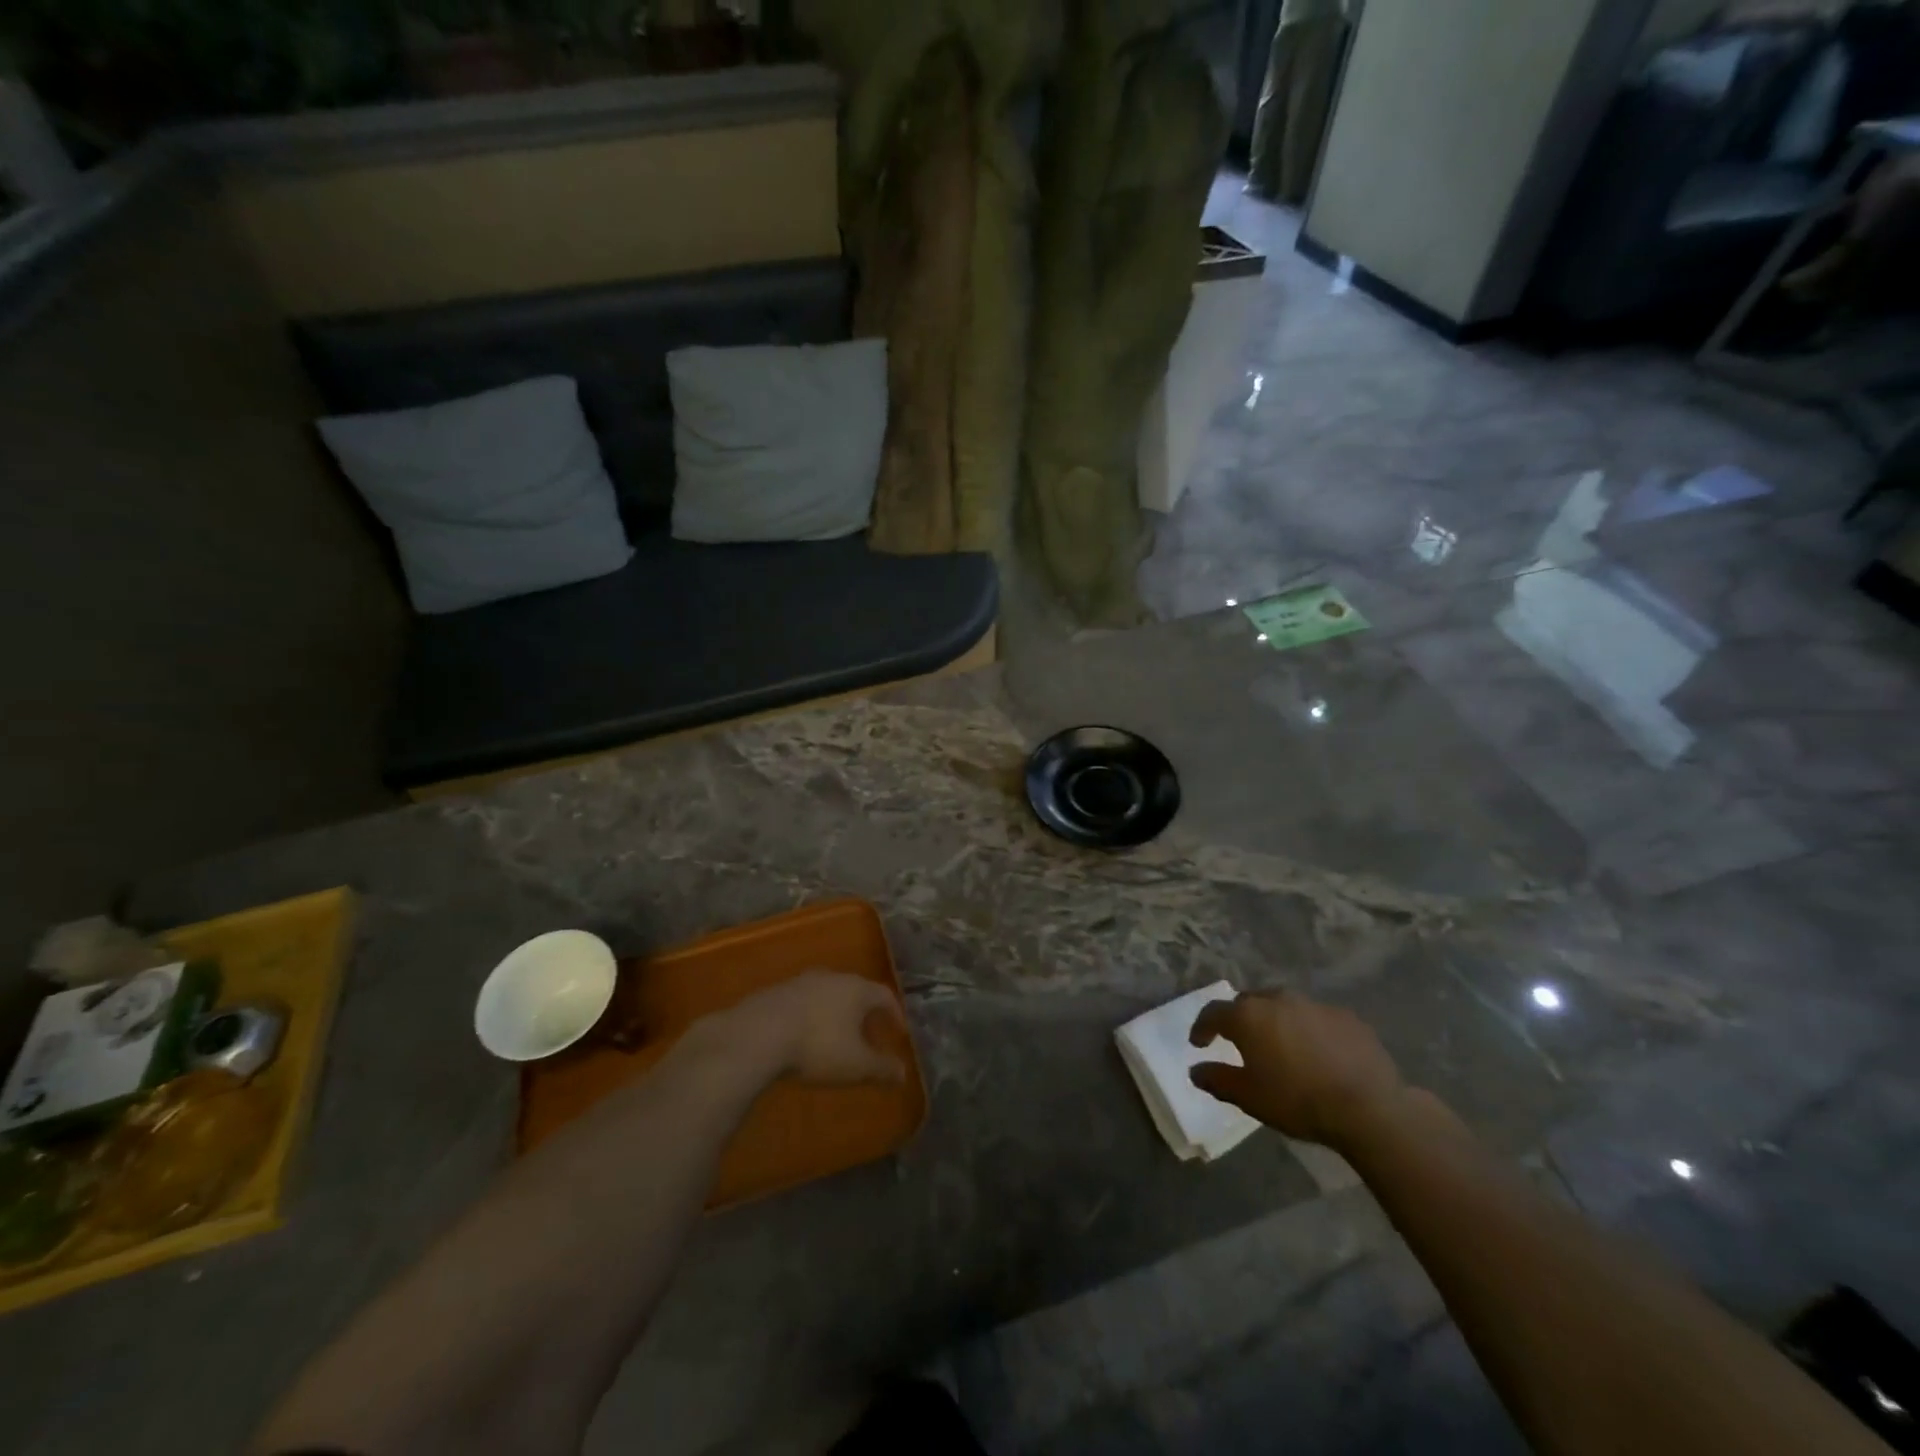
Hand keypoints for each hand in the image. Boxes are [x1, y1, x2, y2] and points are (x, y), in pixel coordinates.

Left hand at [715, 970, 907, 1085]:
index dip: (895, 1014)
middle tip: (868, 1037)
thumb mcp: (856, 1065)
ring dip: (835, 1014)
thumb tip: (903, 1073)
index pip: (885, 995)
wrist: (757, 1035)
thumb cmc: (818, 1047)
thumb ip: (882, 1068)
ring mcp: (800, 982)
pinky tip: (802, 1037)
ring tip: (835, 1038)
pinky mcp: (774, 992)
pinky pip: (802, 1003)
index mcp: (857, 989)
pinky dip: (810, 1017)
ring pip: (827, 995)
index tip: (898, 1033)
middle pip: (856, 991)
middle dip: (864, 1014)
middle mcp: (831, 977)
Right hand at [1188, 991, 1405, 1149]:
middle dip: (1239, 1019)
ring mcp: (1313, 1004)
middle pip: (1248, 1003)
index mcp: (1248, 1016)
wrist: (1368, 1107)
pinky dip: (1308, 1030)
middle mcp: (1276, 1000)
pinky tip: (1317, 1053)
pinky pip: (1315, 1018)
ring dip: (1275, 1021)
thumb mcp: (1249, 1097)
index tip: (1199, 1043)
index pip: (1213, 1012)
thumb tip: (1195, 1070)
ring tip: (1280, 1046)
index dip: (1202, 1027)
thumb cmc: (1297, 1100)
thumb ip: (1217, 1079)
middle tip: (1240, 1042)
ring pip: (1283, 1006)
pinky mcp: (1345, 1016)